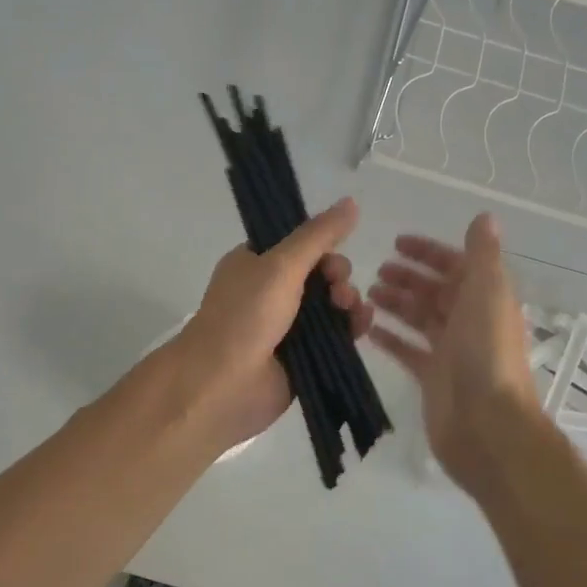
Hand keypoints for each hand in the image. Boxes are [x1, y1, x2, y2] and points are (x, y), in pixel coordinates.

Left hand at [174, 197, 372, 455]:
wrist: (223, 385)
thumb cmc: (245, 315)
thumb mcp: (281, 264)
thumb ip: (319, 235)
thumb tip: (352, 201)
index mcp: (255, 263)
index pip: (298, 244)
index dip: (322, 247)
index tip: (332, 256)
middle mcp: (269, 291)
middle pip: (320, 273)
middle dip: (338, 276)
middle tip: (339, 289)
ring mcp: (286, 326)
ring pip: (331, 304)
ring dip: (348, 301)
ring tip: (350, 310)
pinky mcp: (302, 356)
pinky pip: (335, 335)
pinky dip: (351, 327)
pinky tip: (362, 325)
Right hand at [367, 213, 539, 500]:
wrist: (488, 425)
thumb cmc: (486, 353)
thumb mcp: (488, 293)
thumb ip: (483, 255)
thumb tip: (485, 217)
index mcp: (485, 298)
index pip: (456, 265)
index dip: (429, 252)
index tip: (396, 242)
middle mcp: (469, 320)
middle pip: (435, 291)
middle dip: (407, 277)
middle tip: (375, 270)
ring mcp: (450, 351)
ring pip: (419, 318)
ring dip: (396, 303)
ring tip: (365, 293)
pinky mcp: (432, 377)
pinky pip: (407, 350)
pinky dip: (389, 337)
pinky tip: (366, 328)